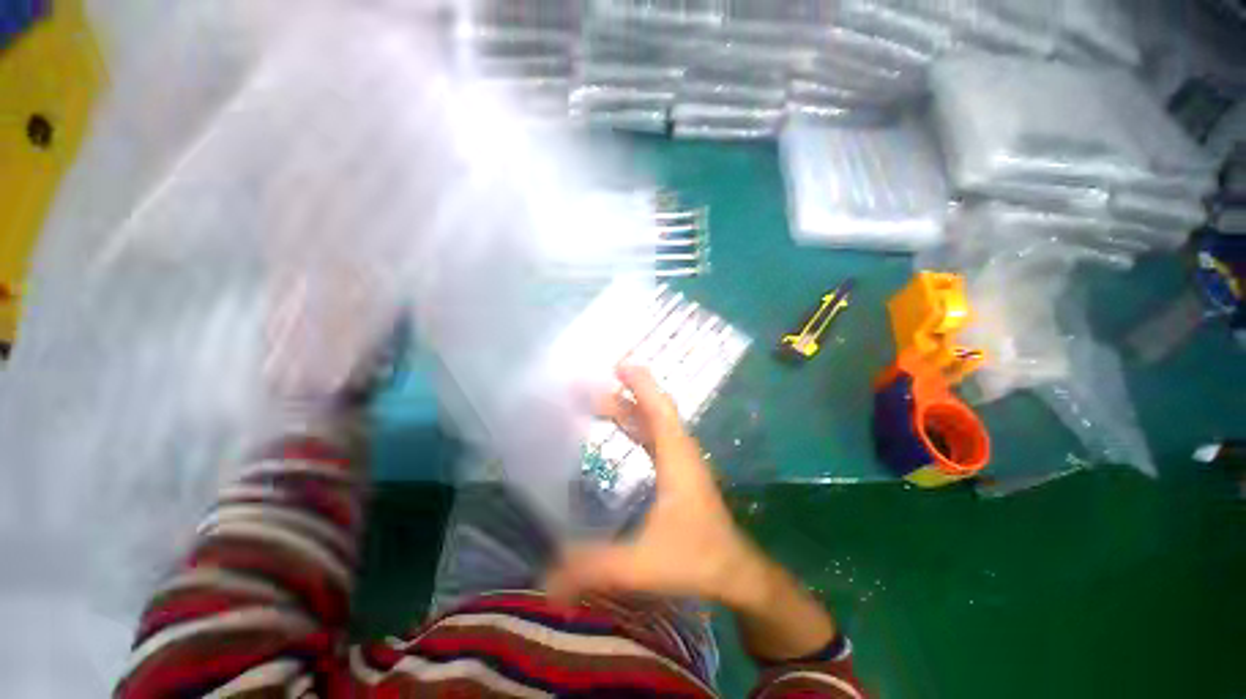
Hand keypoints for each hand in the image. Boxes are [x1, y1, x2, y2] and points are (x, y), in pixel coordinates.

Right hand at [546, 366, 769, 607]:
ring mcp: (680, 459)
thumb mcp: (644, 564)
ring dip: (628, 408)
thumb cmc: (696, 559)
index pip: (659, 409)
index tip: (619, 365)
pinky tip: (621, 428)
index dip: (641, 385)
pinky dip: (636, 424)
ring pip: (653, 422)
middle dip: (623, 395)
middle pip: (652, 410)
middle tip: (588, 389)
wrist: (734, 572)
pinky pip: (654, 435)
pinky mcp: (678, 470)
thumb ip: (598, 568)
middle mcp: (680, 450)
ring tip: (597, 401)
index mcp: (677, 457)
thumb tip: (549, 577)